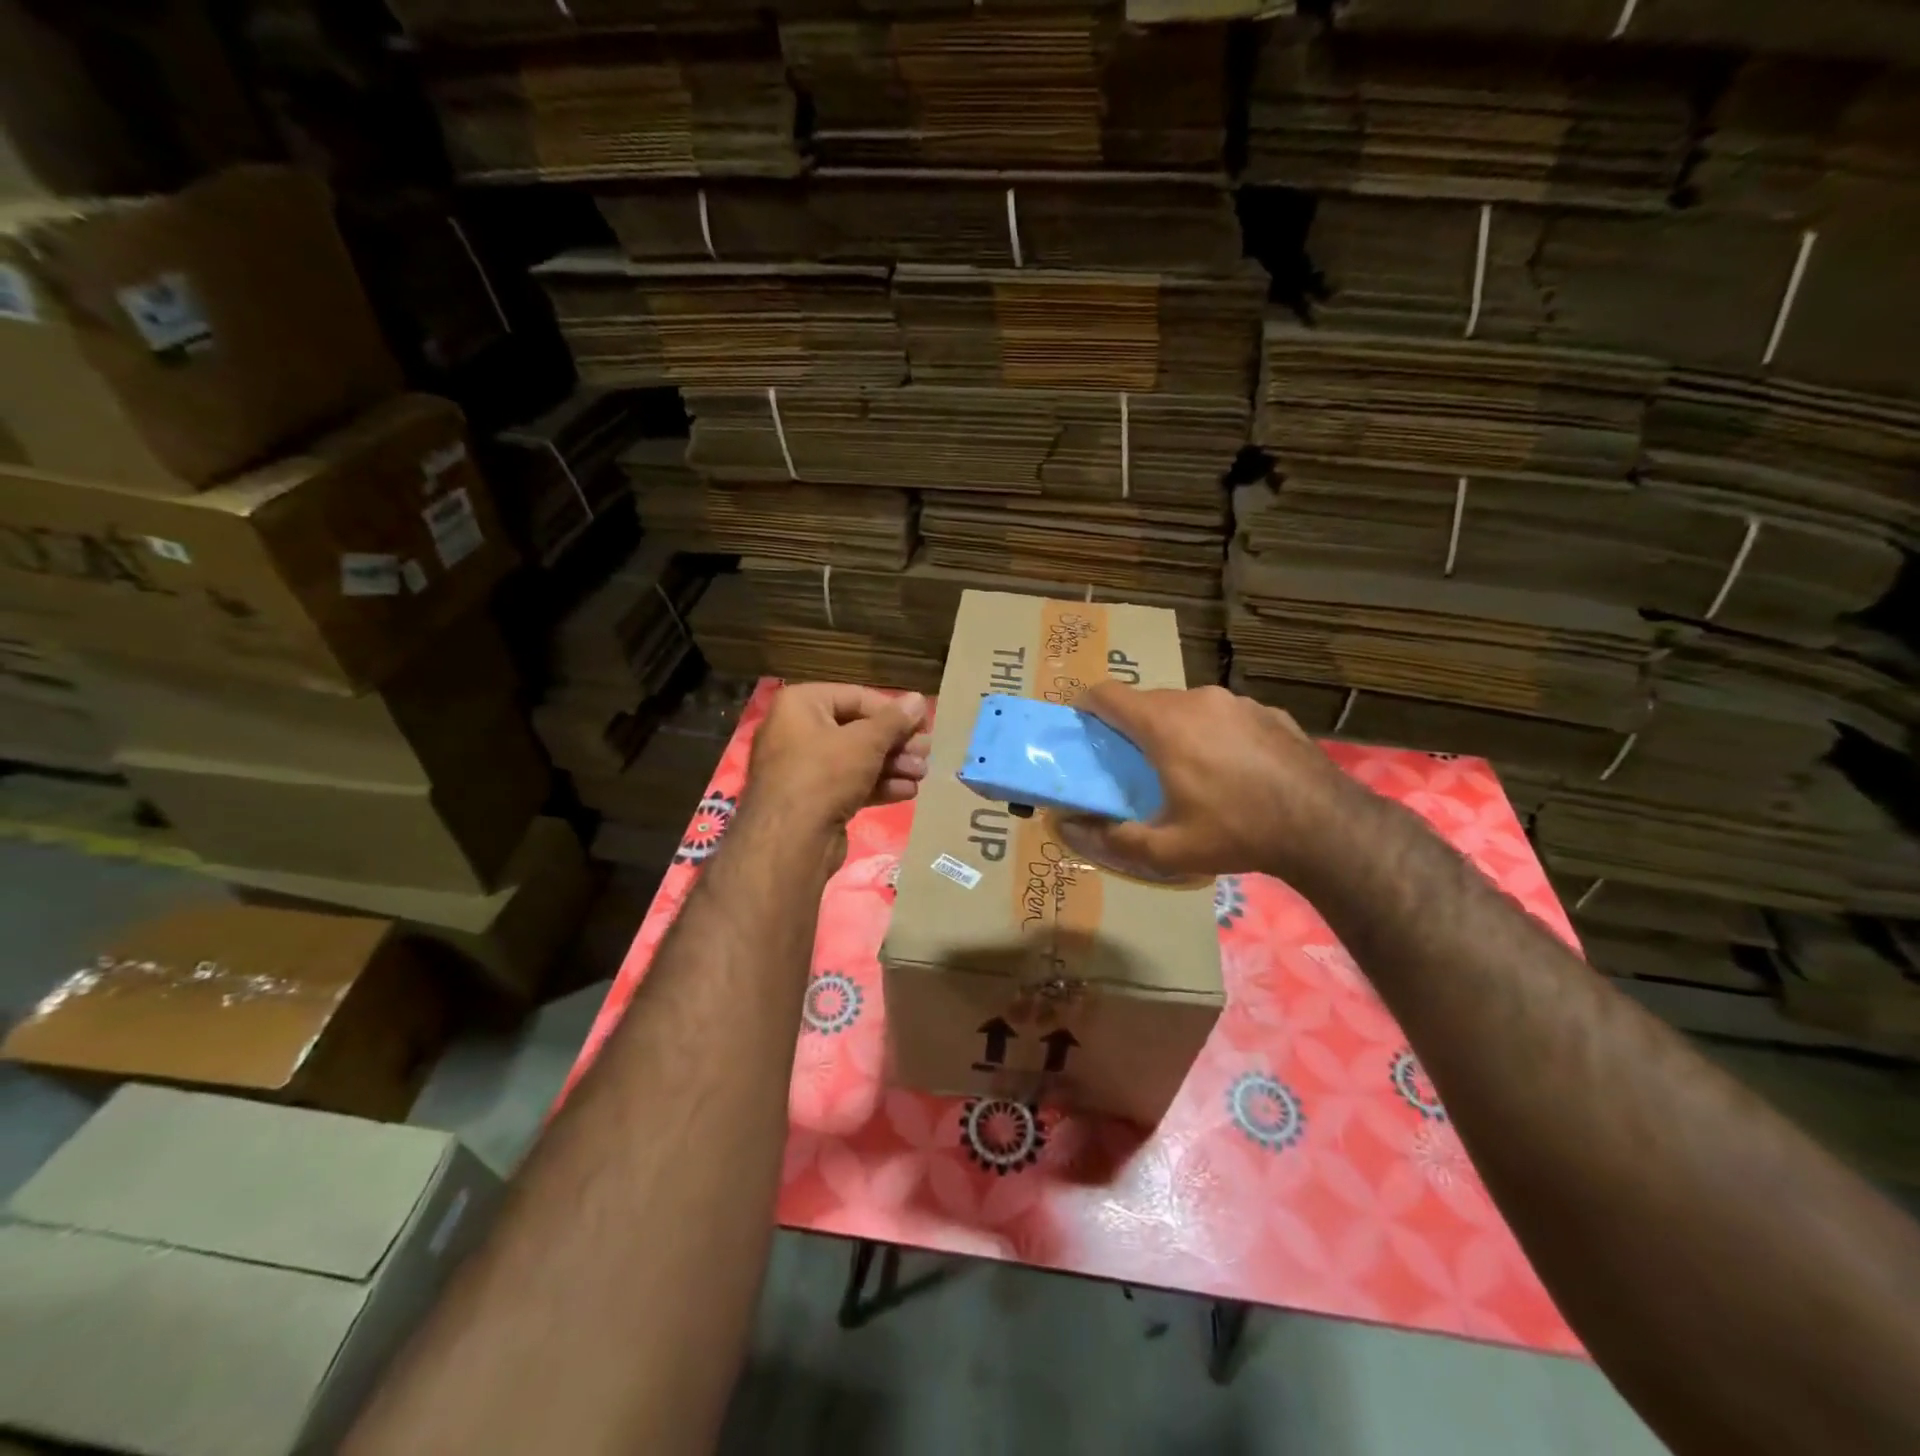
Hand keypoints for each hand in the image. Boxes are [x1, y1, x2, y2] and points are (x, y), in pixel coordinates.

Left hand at [743, 683, 930, 839]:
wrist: (790, 842)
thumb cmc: (825, 775)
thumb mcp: (866, 742)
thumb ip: (895, 720)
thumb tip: (918, 699)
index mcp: (800, 705)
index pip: (856, 696)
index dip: (893, 710)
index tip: (923, 725)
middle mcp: (796, 731)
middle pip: (858, 729)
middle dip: (895, 742)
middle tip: (927, 753)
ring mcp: (803, 769)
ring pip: (856, 759)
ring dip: (893, 765)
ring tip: (922, 774)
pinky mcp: (813, 800)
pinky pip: (849, 784)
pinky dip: (878, 785)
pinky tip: (907, 792)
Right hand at [1058, 683, 1356, 882]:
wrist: (1326, 827)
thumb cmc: (1237, 832)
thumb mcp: (1168, 850)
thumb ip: (1112, 838)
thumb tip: (1070, 828)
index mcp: (1164, 724)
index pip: (1107, 694)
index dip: (1086, 707)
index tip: (1081, 729)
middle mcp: (1198, 700)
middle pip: (1147, 701)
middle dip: (1132, 727)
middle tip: (1133, 766)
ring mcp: (1238, 702)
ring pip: (1188, 707)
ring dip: (1175, 730)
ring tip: (1187, 771)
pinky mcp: (1269, 712)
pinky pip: (1225, 716)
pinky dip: (1214, 734)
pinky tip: (1234, 771)